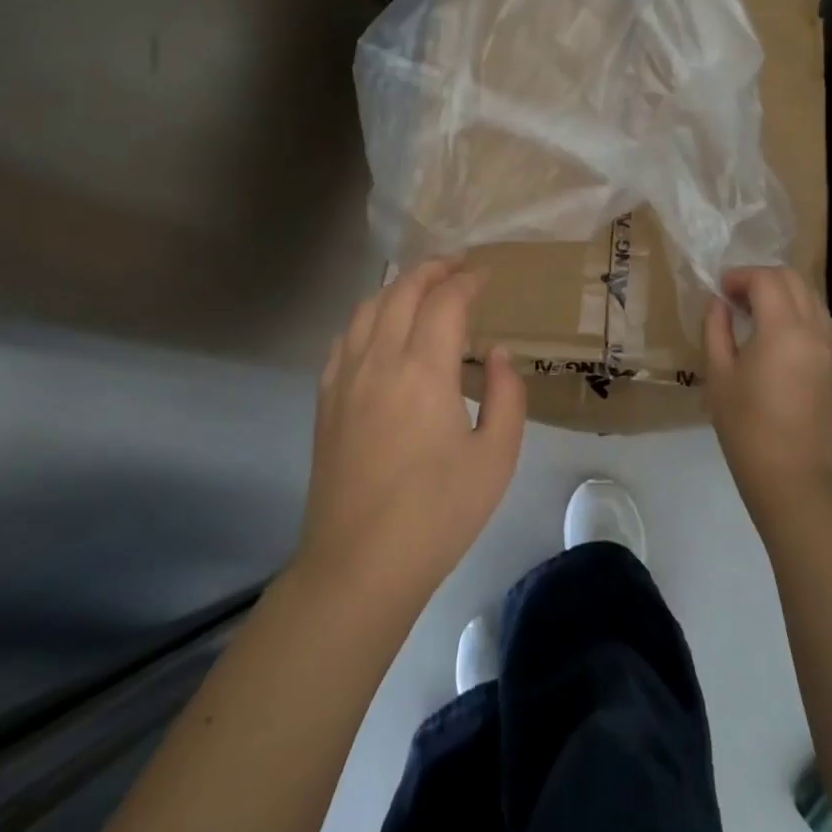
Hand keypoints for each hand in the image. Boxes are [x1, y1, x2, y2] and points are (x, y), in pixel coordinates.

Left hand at [298, 258, 526, 609]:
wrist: (359, 566)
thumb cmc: (437, 515)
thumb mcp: (496, 459)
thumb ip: (505, 396)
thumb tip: (495, 355)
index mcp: (423, 370)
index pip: (445, 301)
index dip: (467, 280)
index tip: (485, 275)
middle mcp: (379, 360)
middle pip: (402, 291)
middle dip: (432, 269)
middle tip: (456, 265)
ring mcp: (345, 378)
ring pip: (367, 307)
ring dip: (396, 287)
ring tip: (419, 286)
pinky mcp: (326, 400)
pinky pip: (343, 338)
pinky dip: (365, 316)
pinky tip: (377, 327)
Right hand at [704, 266, 831, 523]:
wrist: (790, 474)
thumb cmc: (745, 425)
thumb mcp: (719, 373)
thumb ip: (716, 329)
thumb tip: (718, 303)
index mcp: (784, 330)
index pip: (766, 279)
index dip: (740, 277)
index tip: (720, 291)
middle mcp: (815, 330)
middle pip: (793, 279)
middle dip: (762, 279)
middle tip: (736, 298)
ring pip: (812, 297)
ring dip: (784, 294)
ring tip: (758, 315)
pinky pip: (823, 321)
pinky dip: (802, 314)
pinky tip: (782, 336)